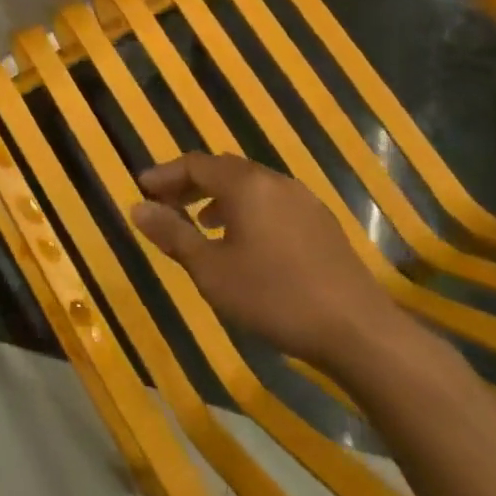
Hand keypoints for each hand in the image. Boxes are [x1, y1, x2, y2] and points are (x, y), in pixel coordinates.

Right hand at [131, 153, 403, 373]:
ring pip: (251, 185)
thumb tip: (137, 208)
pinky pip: (272, 202)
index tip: (142, 189)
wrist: (358, 331)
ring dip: (219, 197)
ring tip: (202, 222)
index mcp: (245, 184)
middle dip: (191, 183)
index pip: (195, 164)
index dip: (166, 174)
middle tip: (166, 203)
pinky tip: (246, 241)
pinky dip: (248, 210)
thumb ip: (173, 235)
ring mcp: (303, 200)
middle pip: (223, 169)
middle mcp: (274, 181)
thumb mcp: (211, 270)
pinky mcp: (322, 223)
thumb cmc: (274, 297)